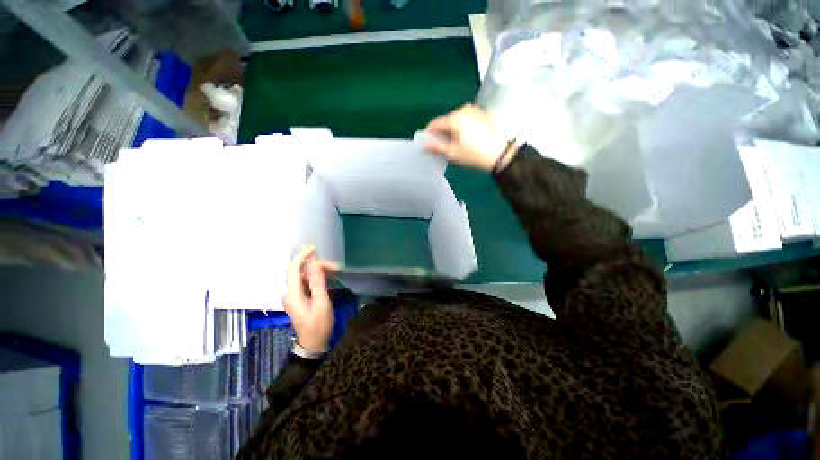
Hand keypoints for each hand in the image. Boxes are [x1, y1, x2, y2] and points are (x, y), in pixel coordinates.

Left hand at [283, 246, 338, 351]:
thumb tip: (315, 264)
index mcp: (293, 294)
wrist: (313, 343)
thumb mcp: (321, 303)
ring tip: (336, 271)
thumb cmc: (318, 325)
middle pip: (301, 272)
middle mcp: (290, 293)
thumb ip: (317, 283)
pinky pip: (307, 283)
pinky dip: (317, 277)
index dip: (302, 256)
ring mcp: (294, 296)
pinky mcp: (300, 298)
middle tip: (336, 267)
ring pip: (305, 277)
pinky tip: (328, 277)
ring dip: (319, 271)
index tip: (314, 248)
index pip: (293, 269)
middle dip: (317, 265)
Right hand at [425, 104, 517, 171]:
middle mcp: (464, 109)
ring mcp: (475, 111)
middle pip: (446, 120)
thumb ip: (437, 147)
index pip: (436, 123)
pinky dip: (461, 128)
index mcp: (455, 117)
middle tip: (440, 146)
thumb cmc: (474, 154)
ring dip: (451, 130)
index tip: (426, 142)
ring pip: (456, 120)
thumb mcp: (453, 152)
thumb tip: (425, 144)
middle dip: (441, 132)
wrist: (500, 153)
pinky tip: (464, 139)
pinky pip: (466, 120)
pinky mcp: (482, 115)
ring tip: (452, 144)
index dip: (429, 132)